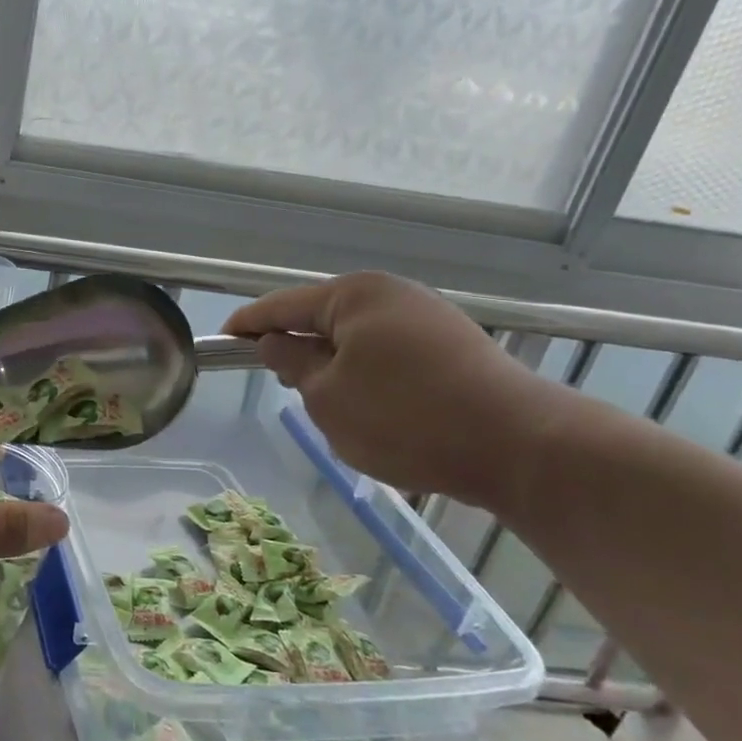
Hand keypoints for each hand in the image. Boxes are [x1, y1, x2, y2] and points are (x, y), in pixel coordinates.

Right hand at [223, 272, 567, 514]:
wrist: (519, 446)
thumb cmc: (405, 418)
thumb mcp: (327, 397)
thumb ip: (292, 363)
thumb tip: (276, 342)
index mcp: (354, 296)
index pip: (282, 305)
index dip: (247, 325)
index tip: (221, 341)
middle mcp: (391, 294)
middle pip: (322, 318)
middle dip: (296, 347)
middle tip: (277, 381)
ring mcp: (428, 318)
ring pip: (357, 340)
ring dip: (335, 367)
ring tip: (328, 404)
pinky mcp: (453, 346)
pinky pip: (389, 355)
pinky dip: (368, 376)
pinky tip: (374, 409)